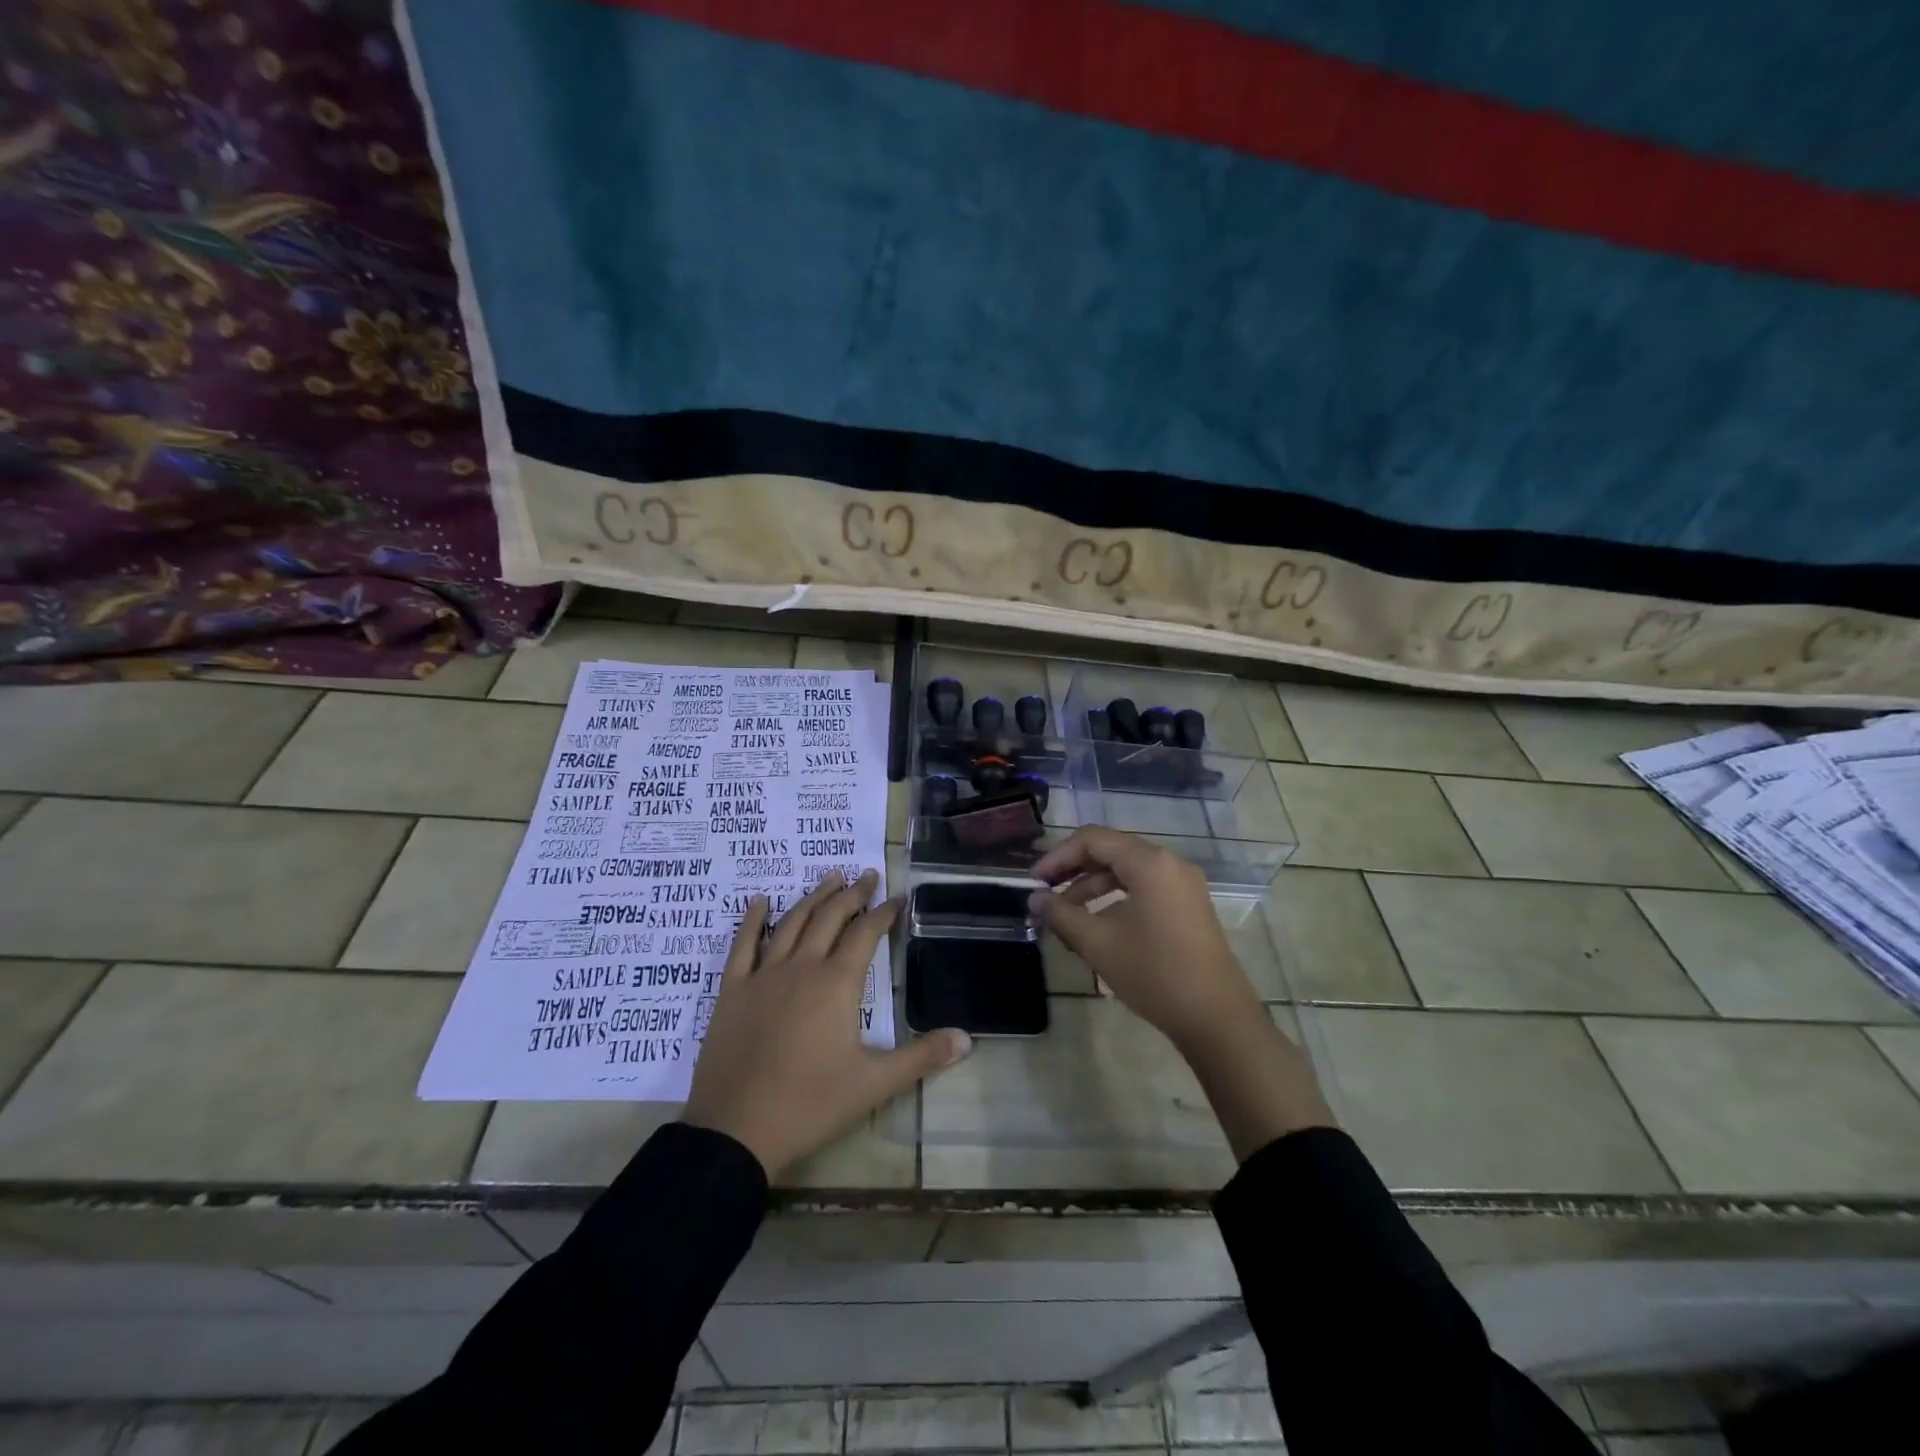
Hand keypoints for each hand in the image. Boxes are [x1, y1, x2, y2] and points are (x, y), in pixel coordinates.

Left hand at [682, 869, 972, 1178]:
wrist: (736, 1130)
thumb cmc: (810, 1104)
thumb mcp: (874, 1084)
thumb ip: (922, 1057)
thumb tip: (967, 1038)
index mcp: (837, 983)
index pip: (866, 934)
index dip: (884, 913)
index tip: (897, 898)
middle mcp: (801, 967)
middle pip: (830, 918)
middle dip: (852, 894)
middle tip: (867, 875)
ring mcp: (763, 975)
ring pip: (791, 922)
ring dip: (813, 897)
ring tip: (830, 877)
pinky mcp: (732, 991)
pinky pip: (742, 945)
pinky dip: (752, 919)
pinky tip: (759, 901)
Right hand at [1028, 828, 1333, 1158]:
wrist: (1217, 1018)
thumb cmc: (1154, 973)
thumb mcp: (1098, 943)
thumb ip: (1061, 915)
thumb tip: (1034, 899)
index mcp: (1149, 862)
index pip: (1092, 839)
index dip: (1057, 856)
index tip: (1033, 882)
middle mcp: (1169, 862)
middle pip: (1110, 850)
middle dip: (1073, 870)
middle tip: (1045, 895)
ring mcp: (1183, 883)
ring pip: (1126, 871)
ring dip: (1092, 887)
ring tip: (1065, 917)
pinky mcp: (1189, 905)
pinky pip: (1144, 887)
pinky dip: (1116, 898)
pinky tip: (1097, 926)